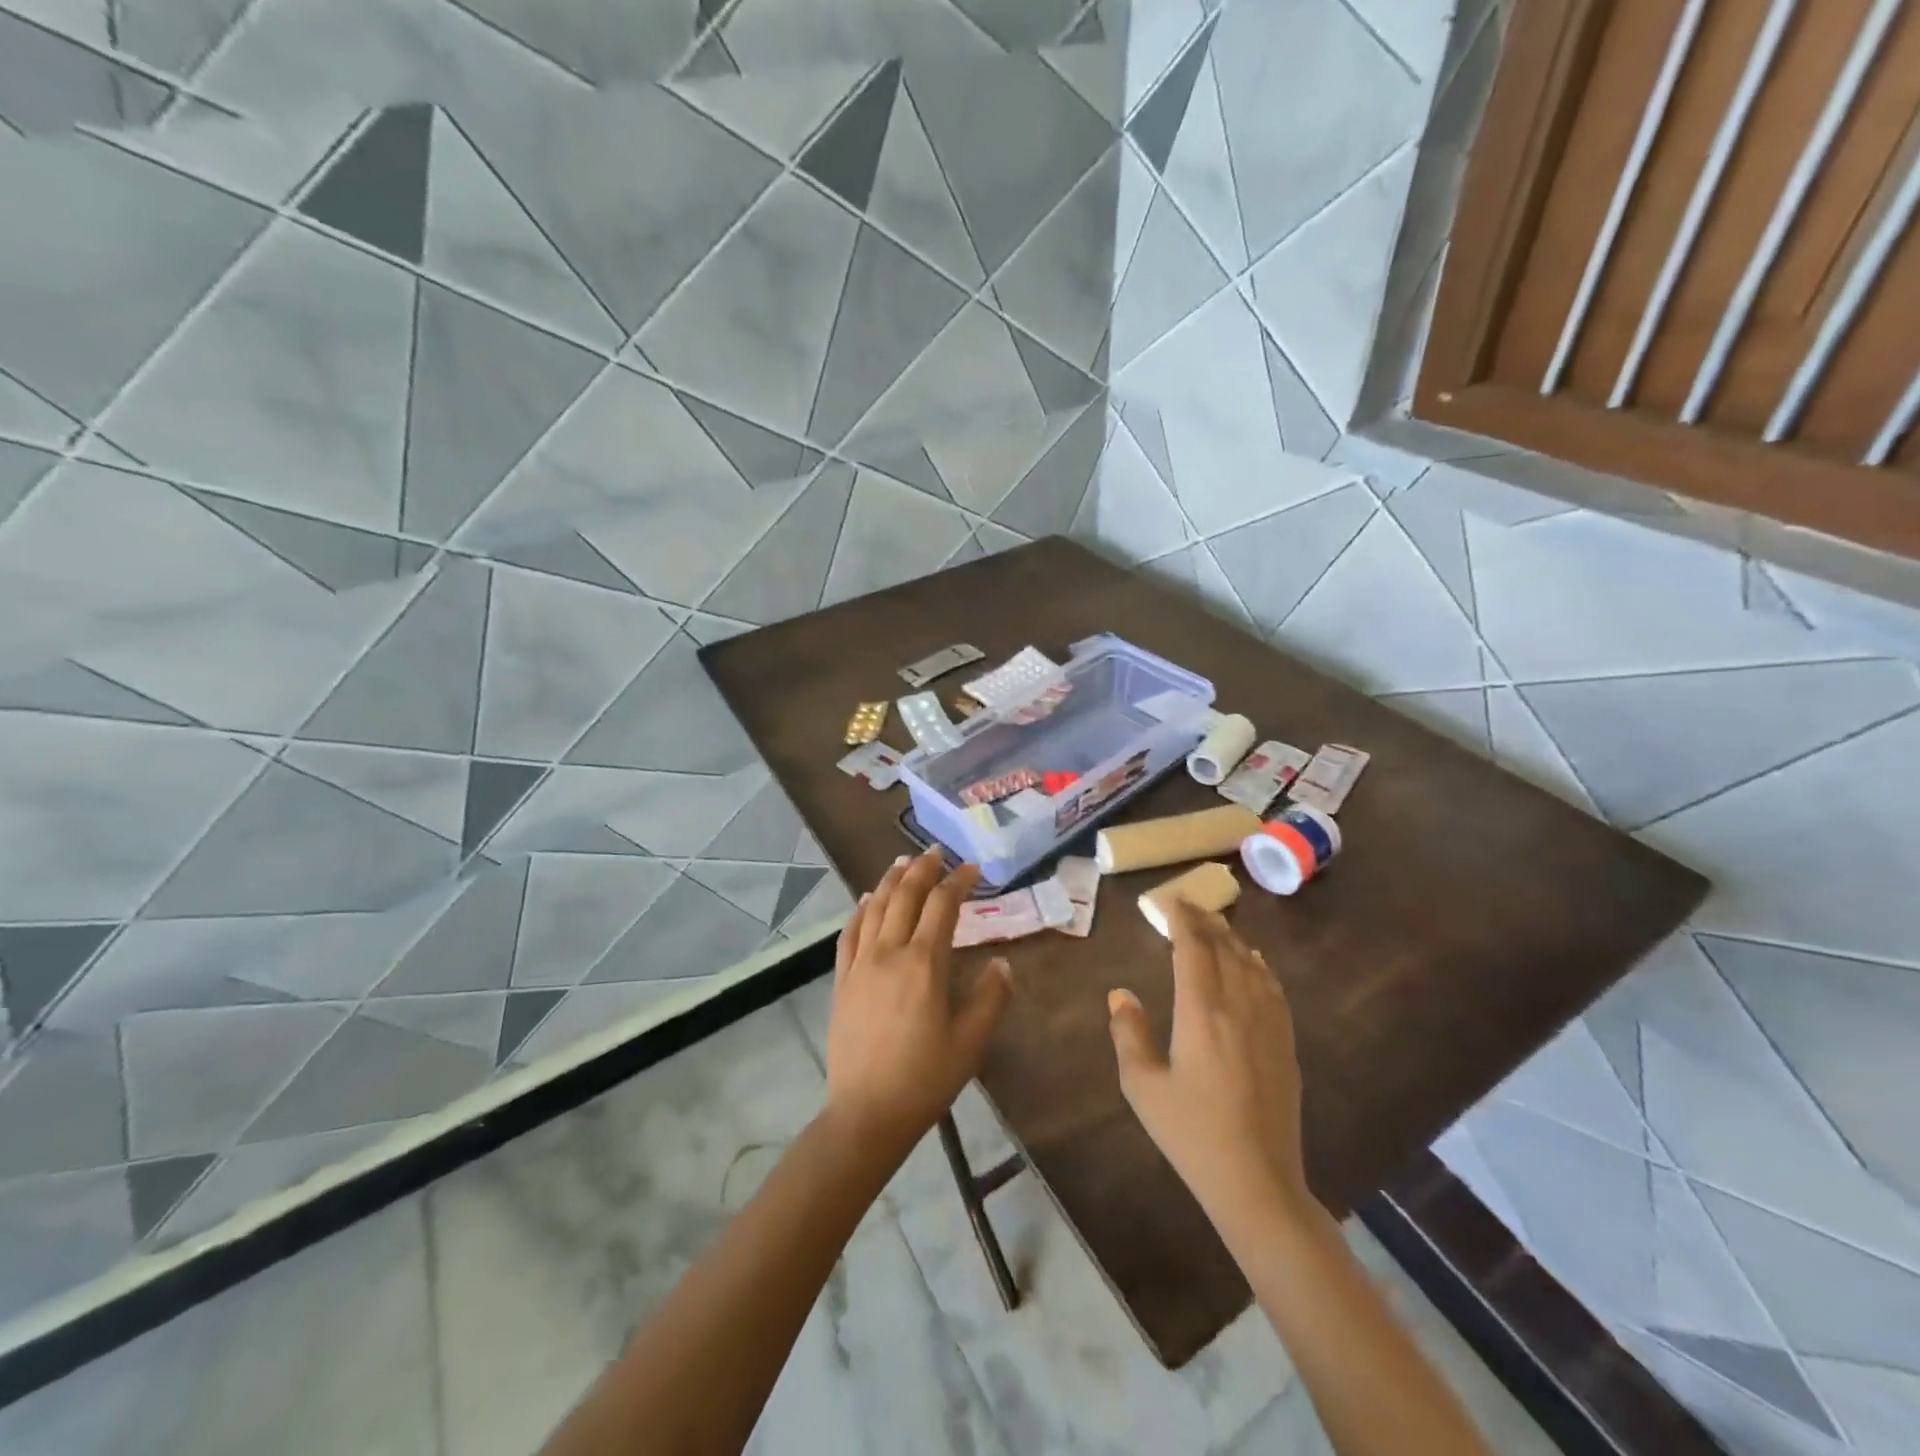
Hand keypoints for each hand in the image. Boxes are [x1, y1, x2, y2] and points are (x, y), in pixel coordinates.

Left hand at [823, 851, 1012, 1152]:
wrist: (866, 1113)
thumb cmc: (925, 1078)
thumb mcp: (971, 1042)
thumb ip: (990, 997)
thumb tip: (1002, 963)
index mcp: (925, 963)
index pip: (943, 906)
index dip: (958, 882)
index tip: (972, 869)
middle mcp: (890, 952)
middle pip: (906, 896)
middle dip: (923, 869)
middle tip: (936, 852)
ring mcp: (861, 964)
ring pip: (876, 907)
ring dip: (892, 880)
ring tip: (903, 861)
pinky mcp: (842, 980)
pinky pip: (850, 932)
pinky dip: (861, 909)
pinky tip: (867, 900)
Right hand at [1108, 901, 1312, 1232]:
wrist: (1257, 1181)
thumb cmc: (1191, 1133)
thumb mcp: (1143, 1085)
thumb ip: (1128, 1033)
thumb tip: (1120, 994)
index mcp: (1200, 1012)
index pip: (1192, 949)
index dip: (1181, 919)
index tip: (1170, 900)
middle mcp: (1238, 1007)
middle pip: (1224, 949)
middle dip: (1205, 921)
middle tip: (1189, 904)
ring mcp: (1267, 1025)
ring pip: (1251, 965)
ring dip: (1232, 939)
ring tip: (1217, 925)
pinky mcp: (1285, 1045)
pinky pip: (1273, 989)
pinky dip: (1259, 966)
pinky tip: (1254, 963)